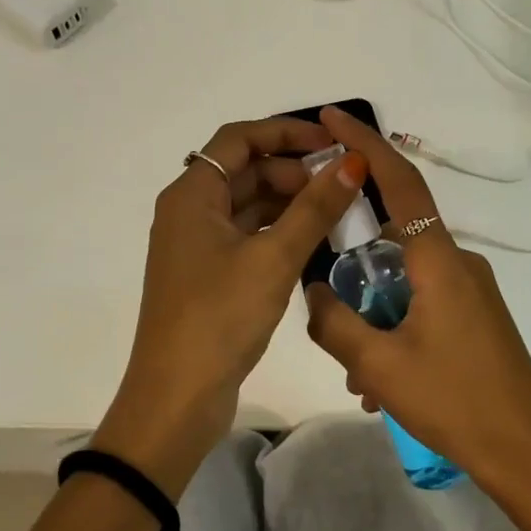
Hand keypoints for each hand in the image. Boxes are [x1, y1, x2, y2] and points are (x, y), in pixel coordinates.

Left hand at [93, 117, 367, 497]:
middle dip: (294, 170)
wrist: (177, 398)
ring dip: (290, 201)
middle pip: (245, 170)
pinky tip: (315, 240)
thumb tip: (353, 162)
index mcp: (192, 195)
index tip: (333, 142)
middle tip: (343, 183)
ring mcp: (198, 246)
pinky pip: (248, 235)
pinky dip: (280, 230)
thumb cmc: (220, 318)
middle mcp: (190, 212)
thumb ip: (315, 208)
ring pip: (249, 205)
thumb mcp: (274, 258)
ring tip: (339, 210)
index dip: (287, 132)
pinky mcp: (209, 275)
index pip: (240, 138)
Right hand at [304, 106, 530, 492]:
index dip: (363, 144)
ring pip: (404, 281)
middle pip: (392, 238)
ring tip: (357, 372)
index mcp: (438, 258)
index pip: (399, 181)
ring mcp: (472, 290)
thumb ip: (333, 320)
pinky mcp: (476, 316)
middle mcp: (458, 261)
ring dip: (372, 313)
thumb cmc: (454, 401)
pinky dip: (394, 329)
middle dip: (353, 264)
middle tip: (325, 298)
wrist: (527, 453)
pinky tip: (380, 384)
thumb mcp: (378, 365)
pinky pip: (422, 304)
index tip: (330, 118)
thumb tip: (313, 291)